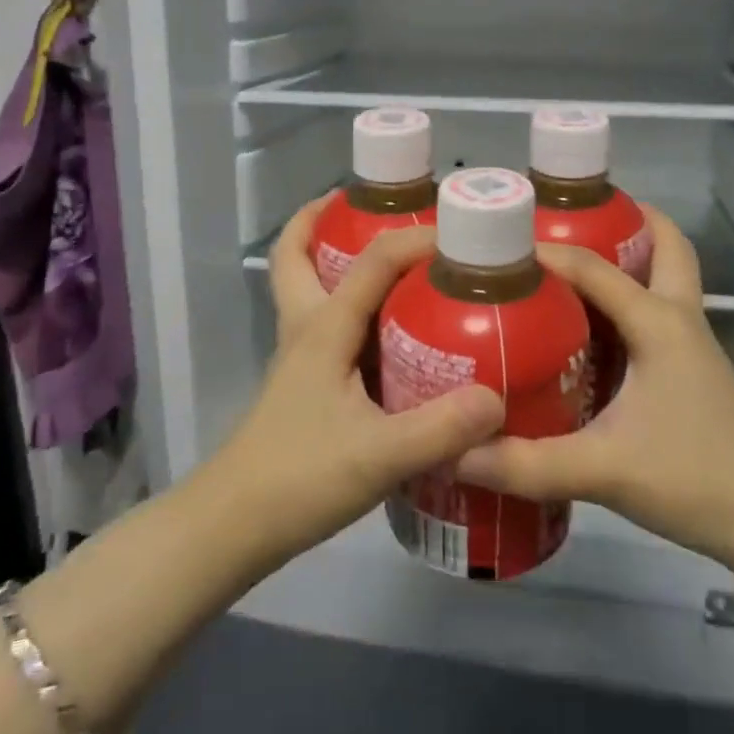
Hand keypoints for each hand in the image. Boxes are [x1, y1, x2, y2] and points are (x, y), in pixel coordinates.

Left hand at [204, 198, 504, 569]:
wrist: (235, 525)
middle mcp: (307, 330)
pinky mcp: (306, 385)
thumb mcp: (378, 455)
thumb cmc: (299, 478)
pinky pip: (328, 326)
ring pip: (310, 288)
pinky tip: (393, 335)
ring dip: (336, 260)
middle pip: (298, 256)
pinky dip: (351, 308)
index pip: (373, 261)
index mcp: (324, 329)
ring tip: (395, 262)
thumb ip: (440, 428)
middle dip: (324, 220)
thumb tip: (498, 399)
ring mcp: (301, 358)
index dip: (415, 238)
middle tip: (375, 208)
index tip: (462, 235)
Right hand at [456, 206, 733, 573]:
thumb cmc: (694, 479)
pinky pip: (658, 315)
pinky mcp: (692, 372)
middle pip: (666, 246)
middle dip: (626, 221)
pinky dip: (631, 301)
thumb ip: (527, 464)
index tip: (497, 247)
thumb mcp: (603, 471)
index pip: (593, 267)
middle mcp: (679, 320)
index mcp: (658, 323)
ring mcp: (692, 346)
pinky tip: (591, 331)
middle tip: (571, 220)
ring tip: (570, 265)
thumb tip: (457, 453)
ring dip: (631, 259)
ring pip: (667, 278)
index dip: (546, 251)